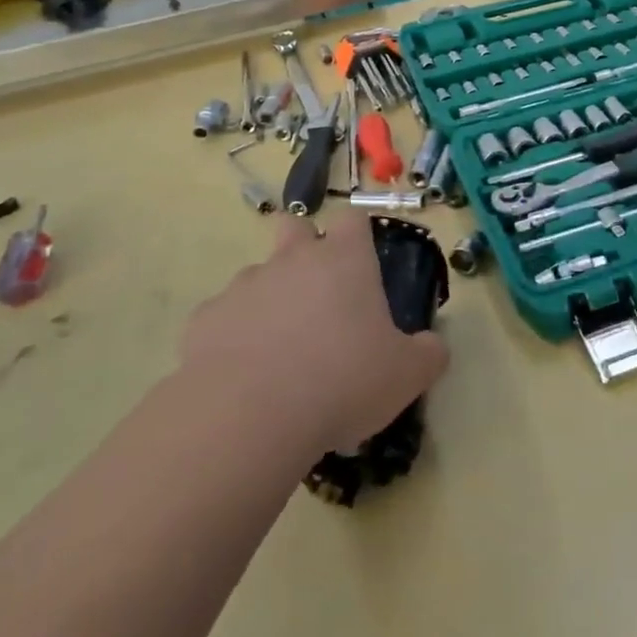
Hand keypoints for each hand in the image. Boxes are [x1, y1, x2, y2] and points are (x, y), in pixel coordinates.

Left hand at [182, 210, 449, 454]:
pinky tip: (243, 375)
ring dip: (270, 298)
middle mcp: (292, 260)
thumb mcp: (407, 375)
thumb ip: (428, 354)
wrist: (248, 418)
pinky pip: (223, 317)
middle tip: (318, 295)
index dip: (358, 235)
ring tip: (280, 350)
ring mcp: (243, 287)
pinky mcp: (204, 320)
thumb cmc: (342, 382)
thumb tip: (432, 346)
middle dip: (303, 247)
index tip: (363, 262)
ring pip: (257, 275)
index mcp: (344, 261)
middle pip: (294, 227)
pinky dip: (234, 336)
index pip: (353, 219)